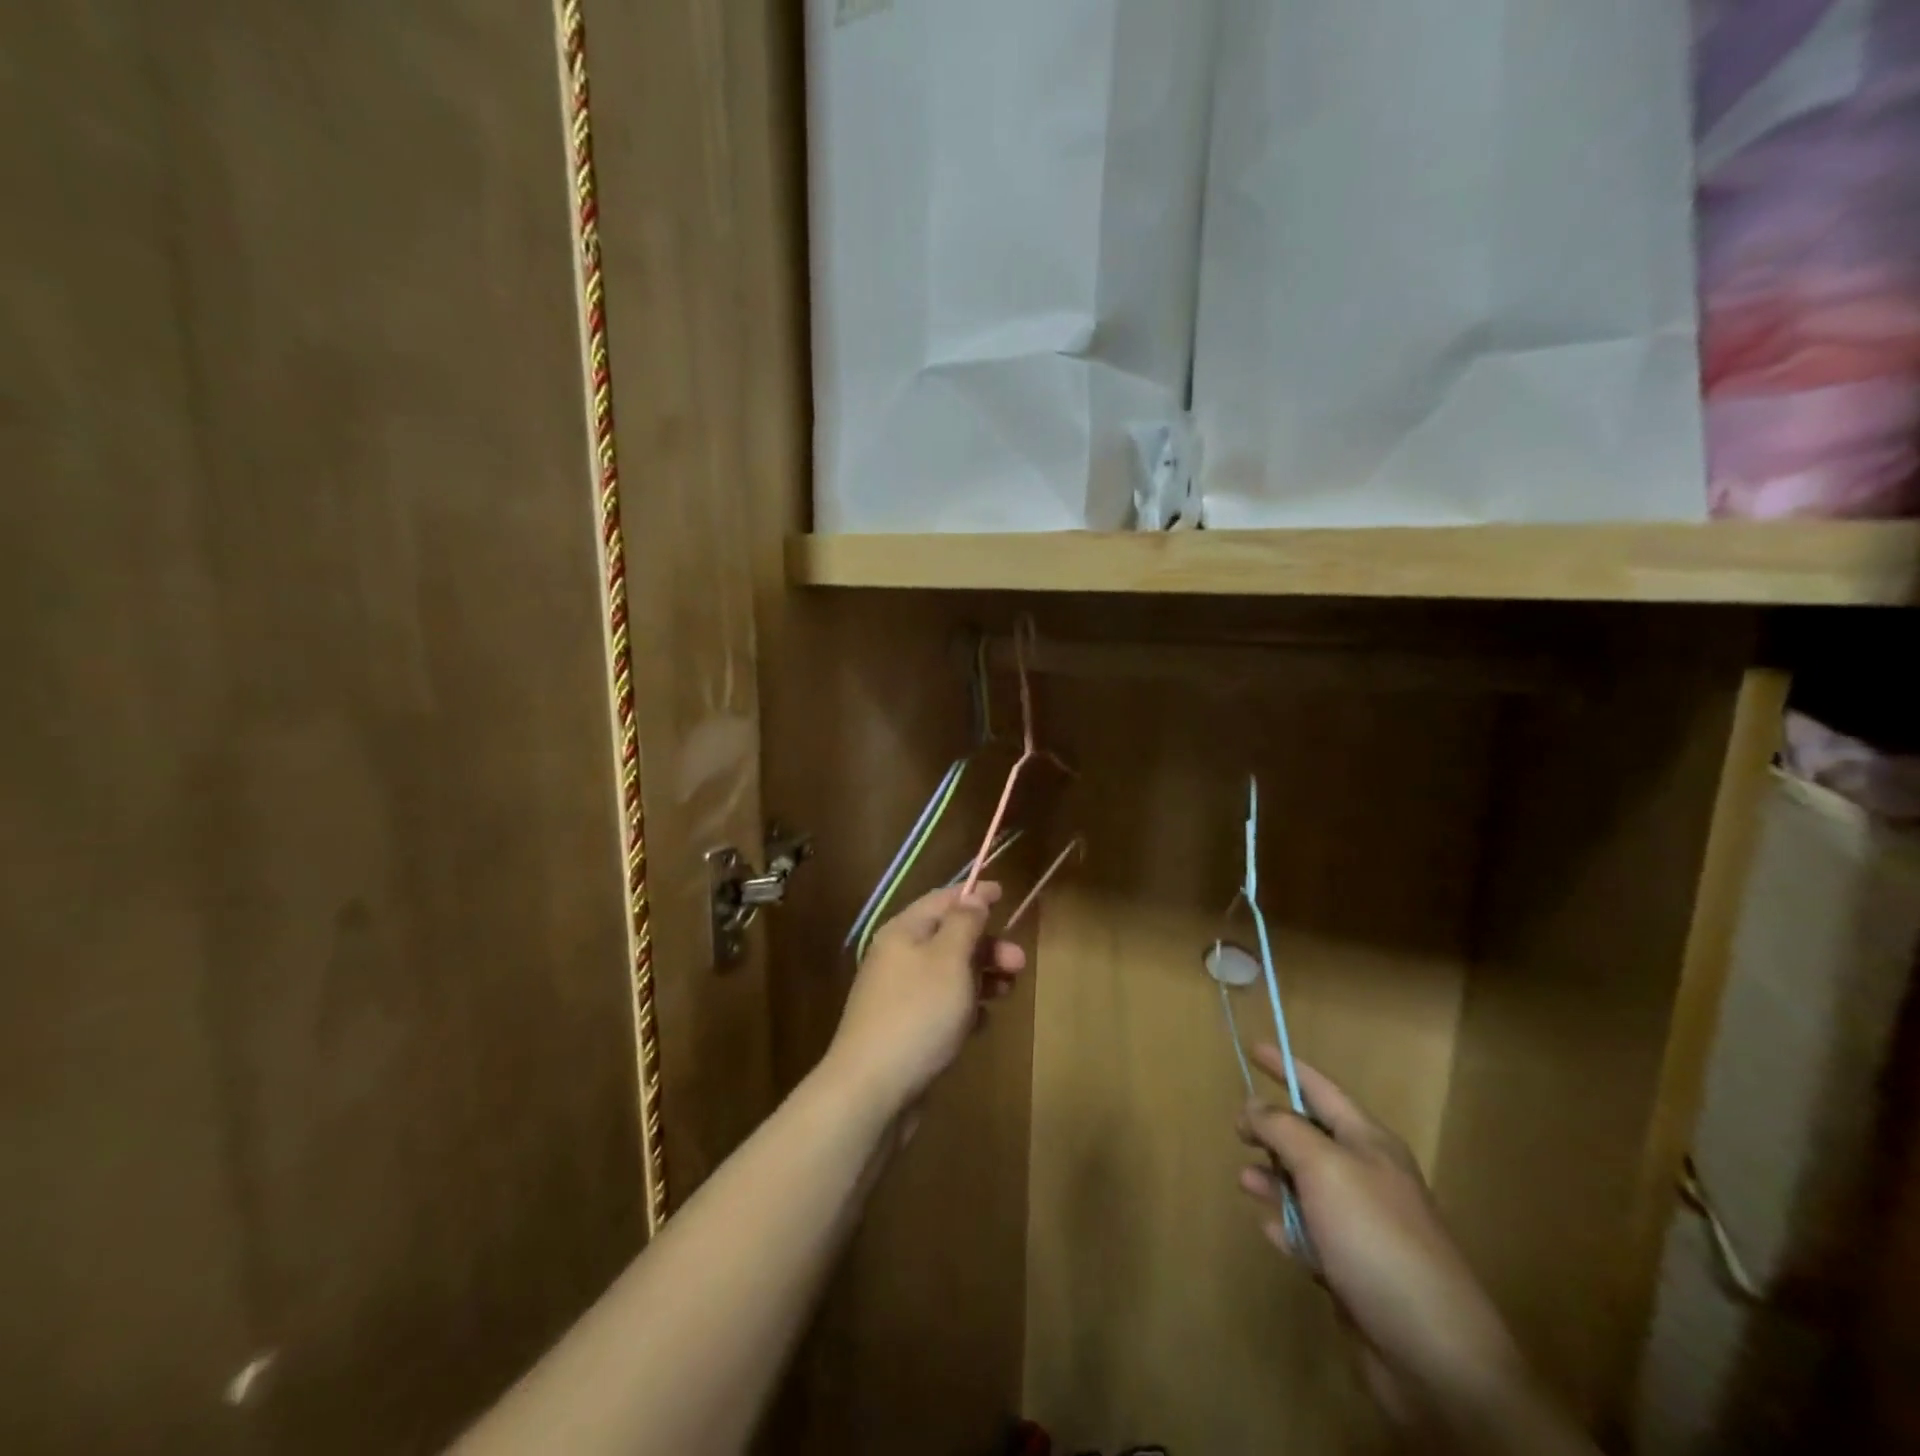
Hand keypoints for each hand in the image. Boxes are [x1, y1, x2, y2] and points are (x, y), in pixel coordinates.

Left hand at [824, 883, 1026, 1121]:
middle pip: (949, 938)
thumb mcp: (948, 959)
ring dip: (981, 977)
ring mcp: (900, 996)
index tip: (1005, 893)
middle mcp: (898, 958)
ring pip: (949, 975)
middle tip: (1019, 963)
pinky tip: (981, 1024)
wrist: (872, 1090)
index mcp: (903, 932)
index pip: (942, 900)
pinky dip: (965, 1009)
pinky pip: (942, 1008)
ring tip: (1008, 992)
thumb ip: (964, 924)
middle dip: (986, 945)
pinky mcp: (906, 1030)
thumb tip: (972, 897)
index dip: (973, 895)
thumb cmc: (917, 1013)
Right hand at [1237, 1048, 1533, 1434]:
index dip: (1286, 1066)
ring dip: (1273, 1180)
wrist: (1435, 1355)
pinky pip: (1309, 1234)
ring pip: (1304, 1186)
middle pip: (1310, 1137)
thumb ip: (1283, 1128)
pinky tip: (1272, 1232)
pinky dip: (1287, 1227)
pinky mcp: (1353, 1270)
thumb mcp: (1324, 1167)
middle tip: (1238, 1132)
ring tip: (1245, 1182)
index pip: (1320, 1089)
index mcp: (1369, 1143)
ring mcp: (1362, 1226)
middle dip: (1272, 1131)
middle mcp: (1367, 1178)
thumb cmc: (1377, 1239)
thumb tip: (1253, 1106)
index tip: (1252, 1047)